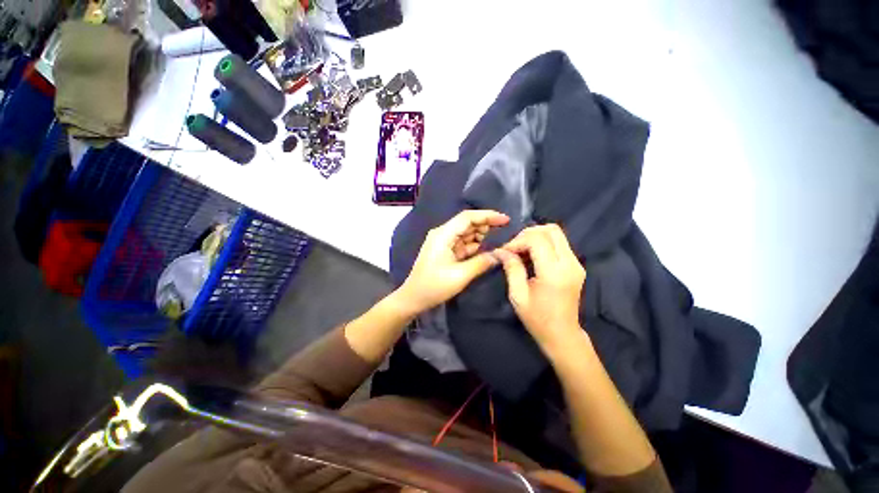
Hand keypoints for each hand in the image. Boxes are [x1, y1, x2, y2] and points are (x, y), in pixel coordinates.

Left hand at [396, 210, 509, 314]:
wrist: (413, 298)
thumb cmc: (434, 286)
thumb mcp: (460, 275)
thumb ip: (482, 262)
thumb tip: (501, 254)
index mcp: (443, 234)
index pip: (467, 217)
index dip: (487, 216)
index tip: (505, 220)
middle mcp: (443, 234)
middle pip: (467, 223)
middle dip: (486, 225)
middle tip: (505, 232)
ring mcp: (443, 242)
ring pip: (466, 233)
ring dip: (481, 235)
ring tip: (498, 241)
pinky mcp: (445, 251)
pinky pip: (463, 243)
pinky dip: (474, 245)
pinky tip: (486, 249)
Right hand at [496, 224, 585, 352]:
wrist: (563, 334)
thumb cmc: (537, 318)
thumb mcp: (518, 295)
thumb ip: (511, 268)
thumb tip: (501, 250)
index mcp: (554, 272)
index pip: (537, 240)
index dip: (518, 240)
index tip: (505, 251)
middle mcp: (570, 263)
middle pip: (551, 230)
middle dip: (528, 233)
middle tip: (514, 246)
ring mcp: (576, 263)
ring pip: (557, 233)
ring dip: (536, 236)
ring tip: (521, 250)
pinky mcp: (577, 265)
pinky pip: (560, 243)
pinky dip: (543, 243)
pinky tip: (532, 255)